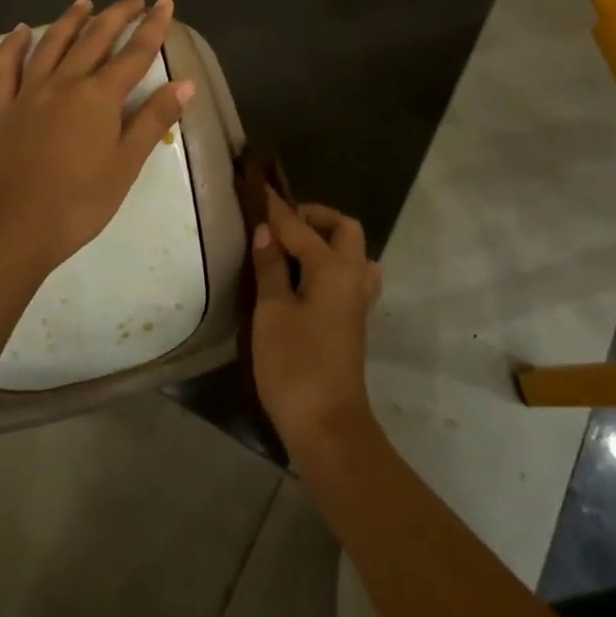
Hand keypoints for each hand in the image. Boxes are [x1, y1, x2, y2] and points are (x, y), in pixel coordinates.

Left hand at [0, 0, 192, 274]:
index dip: (153, 26)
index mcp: (99, 96)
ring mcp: (29, 92)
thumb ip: (154, 120)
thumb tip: (186, 83)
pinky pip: (7, 67)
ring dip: (71, 19)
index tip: (165, 3)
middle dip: (117, 15)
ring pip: (52, 43)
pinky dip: (14, 44)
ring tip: (85, 2)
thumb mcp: (126, 164)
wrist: (12, 228)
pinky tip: (21, 30)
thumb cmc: (79, 202)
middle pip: (95, 38)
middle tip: (134, 0)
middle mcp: (65, 82)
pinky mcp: (2, 108)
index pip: (134, 52)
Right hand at [250, 191, 382, 455]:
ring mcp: (357, 300)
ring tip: (294, 248)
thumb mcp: (272, 312)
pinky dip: (329, 264)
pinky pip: (348, 275)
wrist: (328, 427)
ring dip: (327, 241)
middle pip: (344, 229)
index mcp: (334, 268)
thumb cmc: (295, 365)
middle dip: (314, 217)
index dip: (277, 209)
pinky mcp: (353, 321)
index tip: (258, 189)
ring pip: (352, 253)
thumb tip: (265, 231)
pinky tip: (304, 278)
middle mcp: (352, 276)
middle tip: (281, 222)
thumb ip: (270, 267)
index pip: (300, 227)